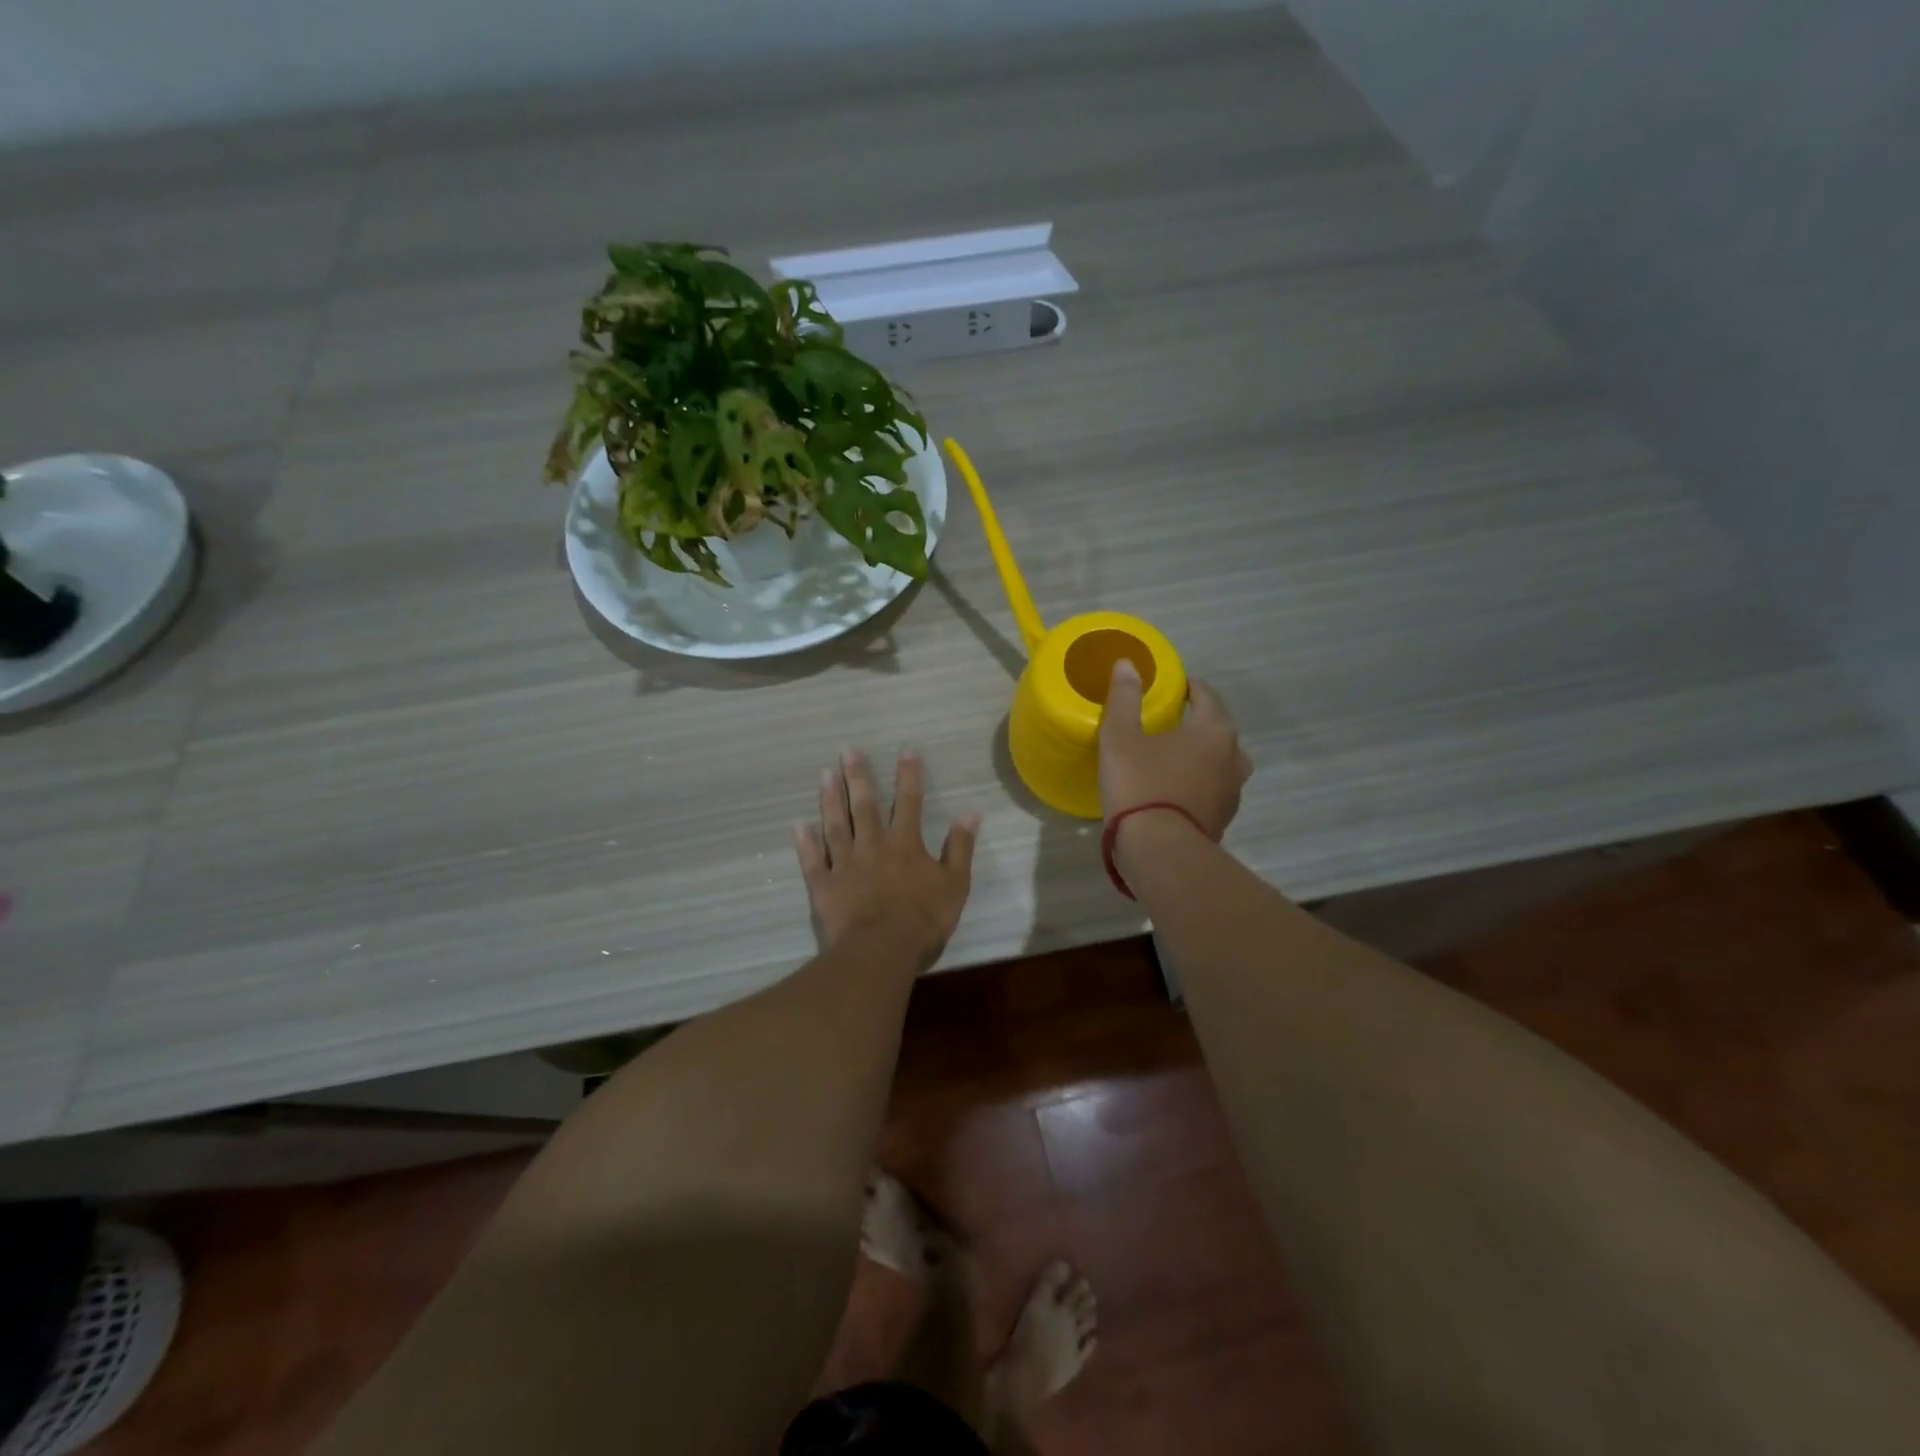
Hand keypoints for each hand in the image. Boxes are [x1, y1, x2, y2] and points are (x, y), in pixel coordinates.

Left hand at [795, 749, 979, 966]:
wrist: (880, 951)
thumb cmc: (922, 920)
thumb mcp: (954, 885)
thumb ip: (960, 848)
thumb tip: (971, 814)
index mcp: (905, 844)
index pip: (909, 801)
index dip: (909, 775)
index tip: (906, 750)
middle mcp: (872, 845)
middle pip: (864, 805)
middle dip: (857, 776)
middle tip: (847, 751)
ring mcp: (844, 863)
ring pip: (835, 824)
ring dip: (830, 799)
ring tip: (825, 775)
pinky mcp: (823, 885)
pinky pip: (811, 860)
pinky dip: (805, 843)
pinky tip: (798, 825)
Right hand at [1099, 660, 1250, 837]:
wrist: (1160, 852)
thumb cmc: (1141, 785)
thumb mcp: (1121, 737)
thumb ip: (1125, 698)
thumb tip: (1127, 664)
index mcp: (1215, 731)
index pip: (1207, 696)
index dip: (1190, 687)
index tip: (1173, 686)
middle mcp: (1233, 758)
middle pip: (1218, 730)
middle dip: (1197, 722)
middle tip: (1169, 721)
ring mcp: (1232, 793)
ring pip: (1218, 763)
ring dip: (1199, 756)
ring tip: (1171, 757)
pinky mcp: (1222, 820)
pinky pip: (1211, 790)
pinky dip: (1197, 784)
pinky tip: (1173, 790)